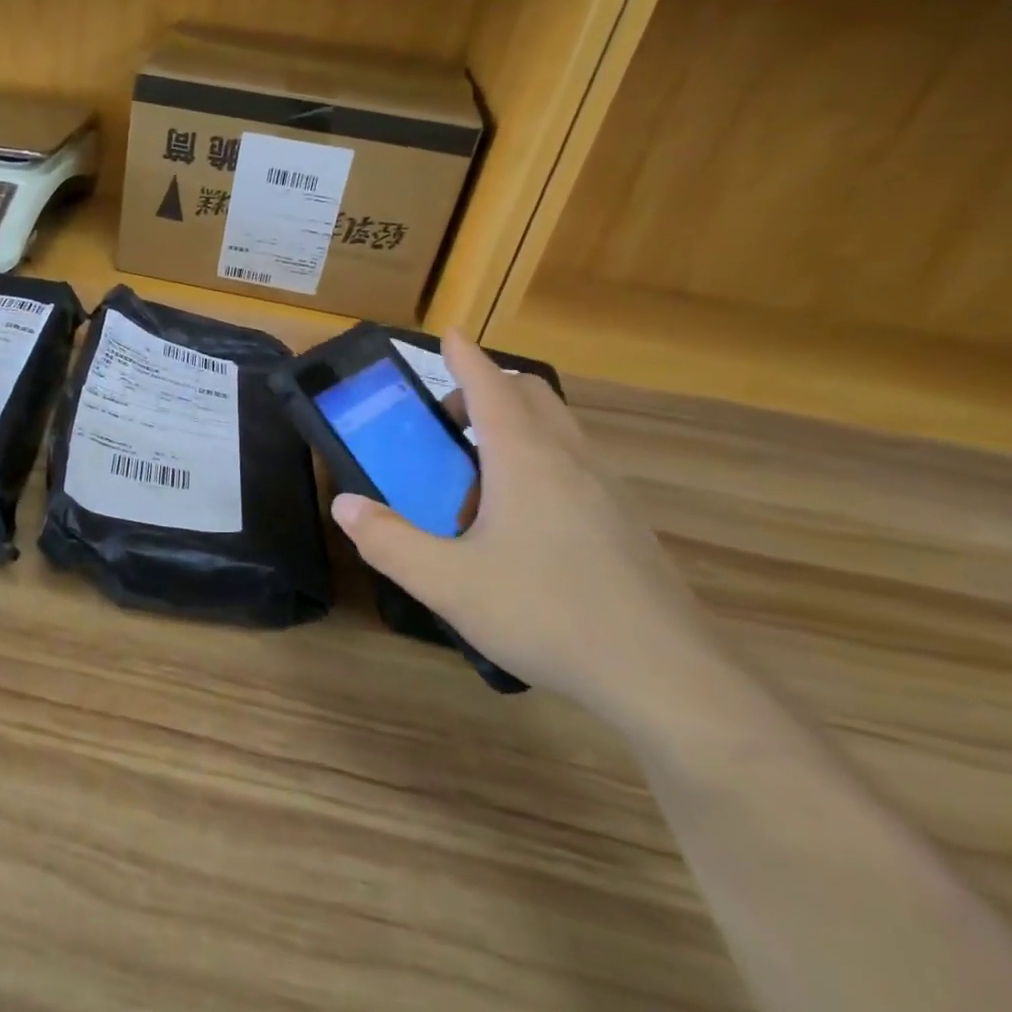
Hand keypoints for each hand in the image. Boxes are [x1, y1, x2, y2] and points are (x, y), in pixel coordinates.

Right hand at [331, 333, 733, 735]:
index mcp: (525, 459)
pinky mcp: (625, 523)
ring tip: (476, 479)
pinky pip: (575, 465)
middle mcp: (569, 460)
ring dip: (514, 427)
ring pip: (557, 429)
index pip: (490, 385)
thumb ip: (388, 541)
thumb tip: (345, 505)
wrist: (666, 676)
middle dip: (486, 389)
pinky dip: (540, 462)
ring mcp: (606, 490)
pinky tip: (521, 524)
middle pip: (530, 394)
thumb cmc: (546, 614)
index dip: (463, 357)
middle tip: (447, 423)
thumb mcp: (447, 583)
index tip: (446, 336)